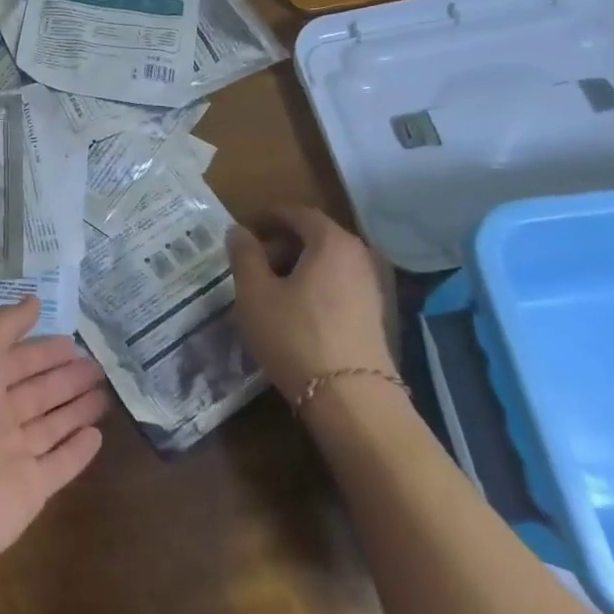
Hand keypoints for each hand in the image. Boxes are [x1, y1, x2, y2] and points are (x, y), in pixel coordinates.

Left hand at [0, 297, 107, 578]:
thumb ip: (5, 324)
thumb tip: (33, 299)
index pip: (15, 361)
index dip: (42, 351)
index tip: (73, 342)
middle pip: (36, 393)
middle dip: (65, 378)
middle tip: (99, 366)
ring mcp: (12, 456)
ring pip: (51, 427)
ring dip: (76, 409)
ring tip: (106, 394)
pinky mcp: (30, 491)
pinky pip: (59, 466)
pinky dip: (77, 451)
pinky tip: (97, 436)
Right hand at [227, 205, 393, 401]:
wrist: (351, 400)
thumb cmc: (295, 335)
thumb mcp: (255, 293)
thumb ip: (244, 255)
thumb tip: (238, 231)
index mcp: (331, 241)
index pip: (298, 213)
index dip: (269, 216)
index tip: (245, 229)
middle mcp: (358, 256)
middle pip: (315, 237)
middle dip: (281, 244)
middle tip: (252, 264)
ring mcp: (371, 287)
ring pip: (327, 263)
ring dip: (297, 268)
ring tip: (268, 291)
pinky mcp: (374, 316)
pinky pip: (338, 286)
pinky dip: (314, 288)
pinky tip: (293, 313)